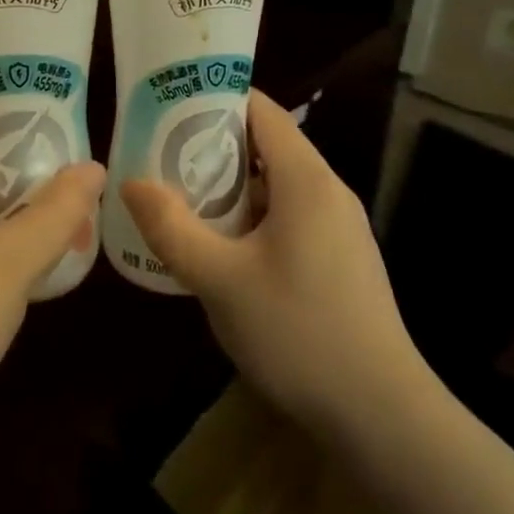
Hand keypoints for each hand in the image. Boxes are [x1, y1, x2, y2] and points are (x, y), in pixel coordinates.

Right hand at [120, 91, 429, 434]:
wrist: (381, 415)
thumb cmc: (298, 333)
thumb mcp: (220, 280)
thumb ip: (172, 227)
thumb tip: (132, 182)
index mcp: (306, 179)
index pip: (261, 109)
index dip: (214, 98)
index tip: (167, 105)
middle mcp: (328, 191)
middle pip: (266, 144)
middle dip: (211, 146)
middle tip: (159, 155)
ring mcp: (338, 226)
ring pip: (275, 185)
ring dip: (229, 187)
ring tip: (178, 198)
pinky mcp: (339, 258)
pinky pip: (288, 216)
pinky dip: (251, 217)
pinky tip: (219, 247)